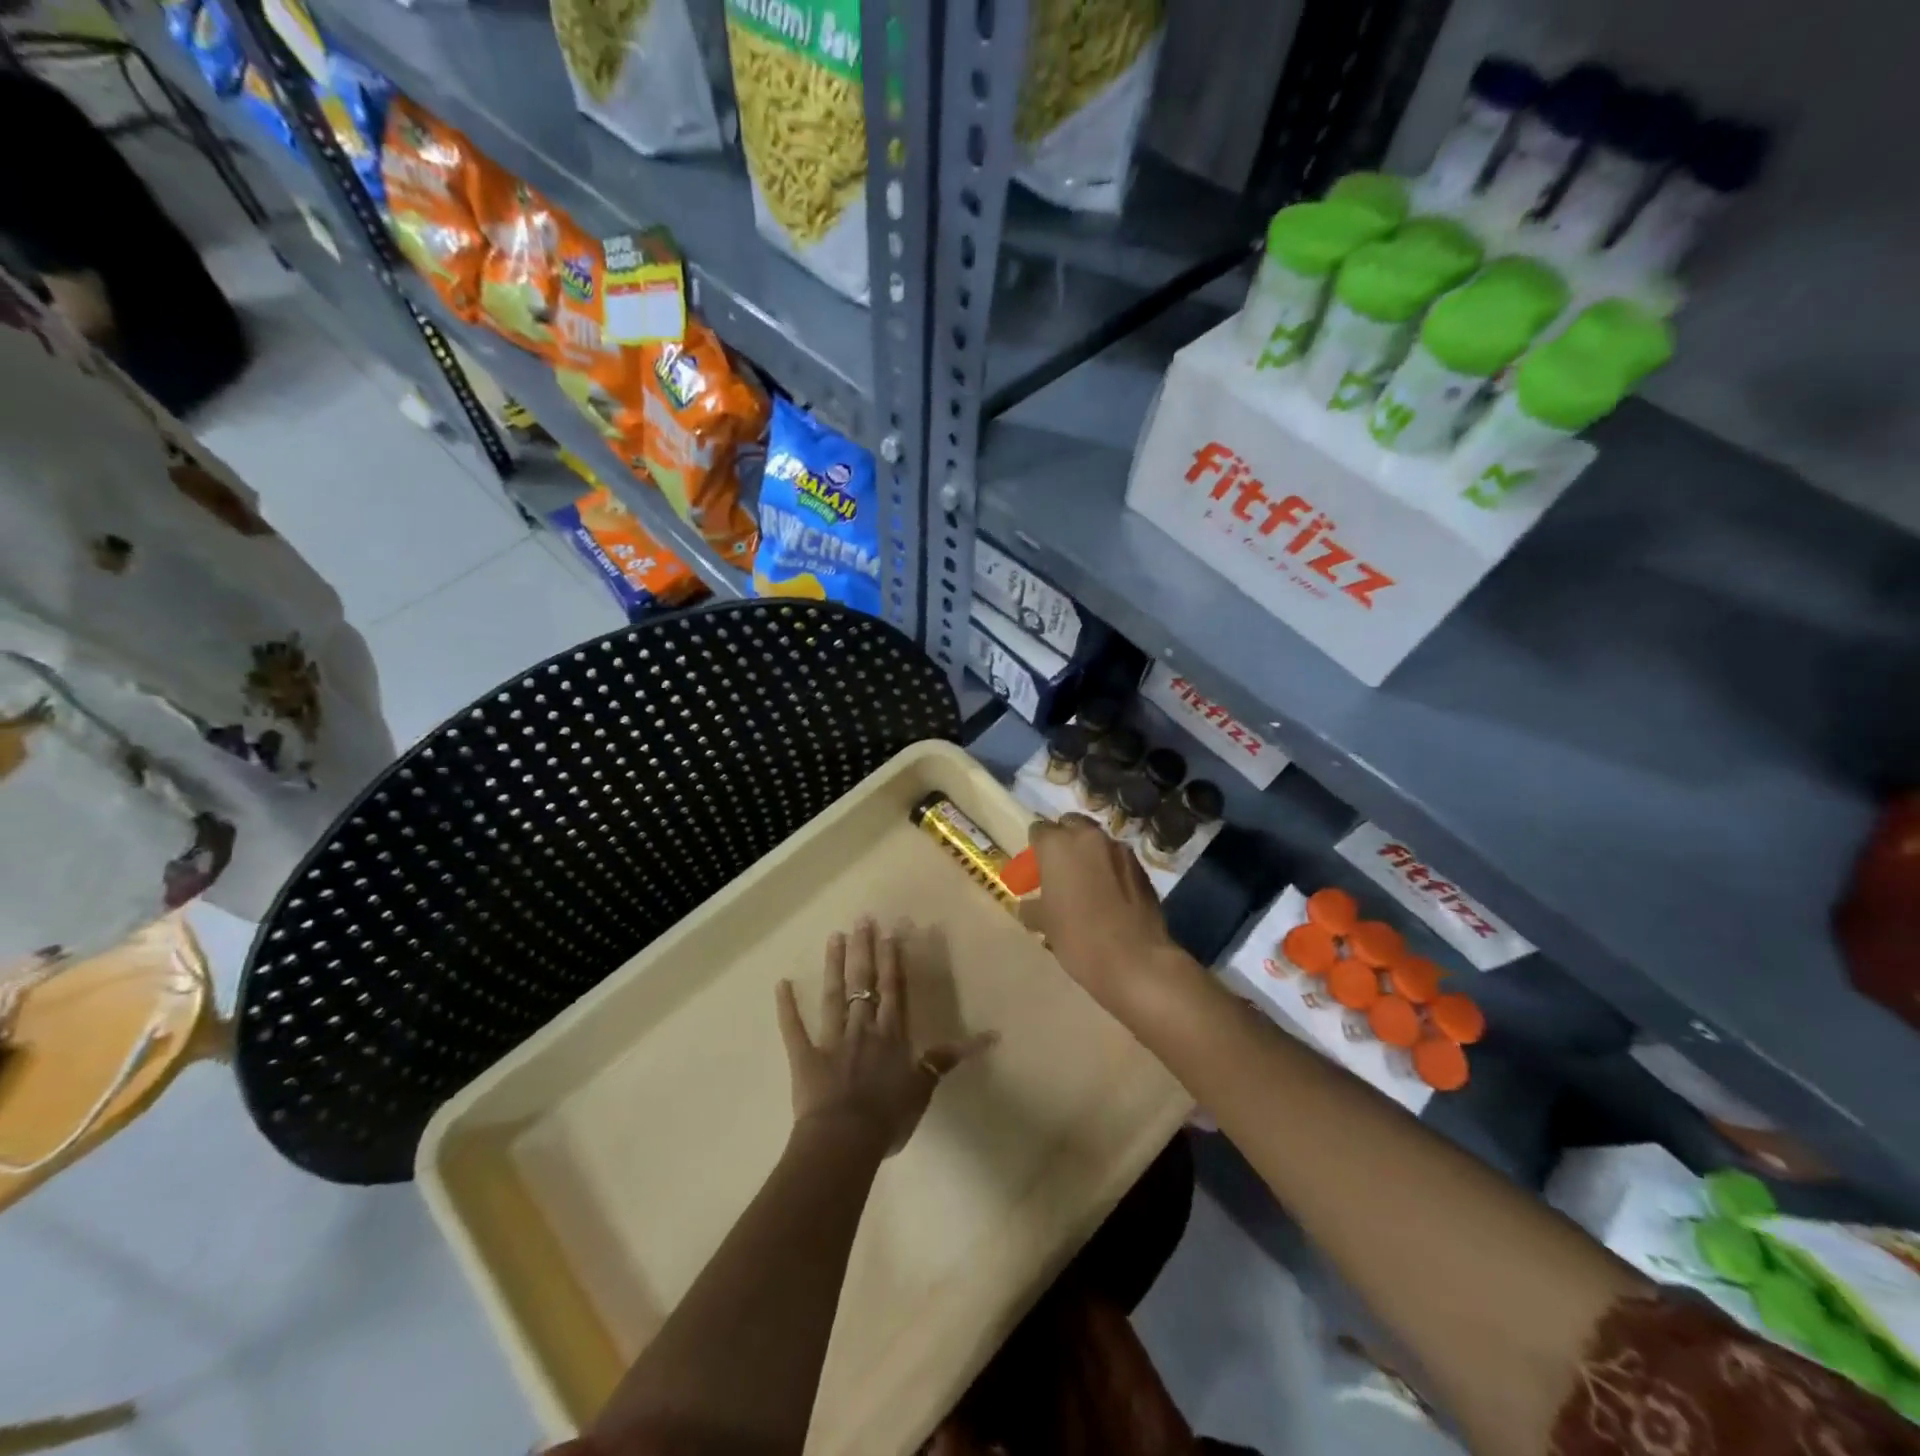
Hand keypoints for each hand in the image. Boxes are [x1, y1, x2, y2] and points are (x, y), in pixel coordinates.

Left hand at [775, 917, 996, 1156]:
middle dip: (864, 951)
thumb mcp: (923, 1089)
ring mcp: (832, 1039)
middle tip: (862, 920)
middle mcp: (862, 1028)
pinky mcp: (804, 1055)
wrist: (845, 1140)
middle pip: (863, 983)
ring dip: (834, 965)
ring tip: (834, 937)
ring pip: (833, 995)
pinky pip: (794, 1028)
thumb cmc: (888, 1116)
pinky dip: (787, 1007)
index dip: (892, 961)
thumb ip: (944, 1060)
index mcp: (890, 1035)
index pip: (893, 990)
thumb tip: (988, 1037)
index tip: (889, 933)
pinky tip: (781, 984)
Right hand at [1026, 814, 1177, 1008]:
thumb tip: (1027, 906)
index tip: (1036, 867)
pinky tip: (1110, 894)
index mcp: (1057, 845)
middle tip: (1061, 870)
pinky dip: (1111, 868)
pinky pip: (1118, 859)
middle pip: (1071, 824)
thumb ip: (1033, 907)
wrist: (1135, 960)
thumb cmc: (1078, 938)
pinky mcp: (1142, 867)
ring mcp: (1119, 849)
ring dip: (1090, 853)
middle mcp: (1088, 837)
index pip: (1039, 830)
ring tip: (1087, 882)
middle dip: (1064, 840)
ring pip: (1097, 840)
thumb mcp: (1045, 924)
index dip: (1036, 847)